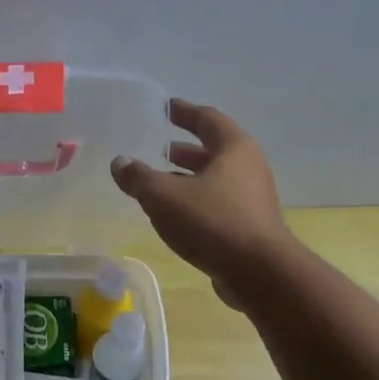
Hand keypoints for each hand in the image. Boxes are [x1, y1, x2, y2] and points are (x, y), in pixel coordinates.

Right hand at [111, 99, 291, 300]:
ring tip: (164, 182)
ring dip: (191, 177)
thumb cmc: (212, 222)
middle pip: (215, 150)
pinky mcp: (251, 225)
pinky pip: (220, 203)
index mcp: (233, 148)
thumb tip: (120, 162)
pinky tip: (179, 215)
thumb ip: (139, 178)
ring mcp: (253, 198)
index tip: (168, 107)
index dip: (185, 112)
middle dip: (187, 149)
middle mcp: (249, 167)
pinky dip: (198, 200)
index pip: (207, 119)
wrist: (259, 272)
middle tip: (163, 148)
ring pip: (217, 179)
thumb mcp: (164, 196)